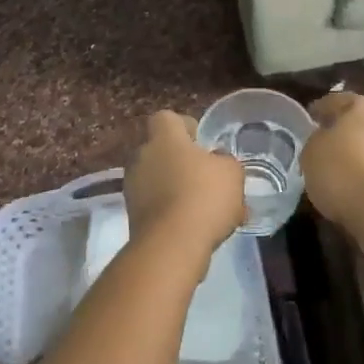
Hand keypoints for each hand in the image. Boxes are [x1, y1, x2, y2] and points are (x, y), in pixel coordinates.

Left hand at [123, 111, 246, 260]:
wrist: (171, 246)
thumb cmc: (204, 197)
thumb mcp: (231, 173)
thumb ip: (224, 161)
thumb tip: (216, 160)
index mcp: (164, 138)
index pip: (166, 117)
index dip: (185, 125)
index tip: (202, 142)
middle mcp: (142, 156)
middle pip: (161, 149)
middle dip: (181, 161)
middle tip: (206, 176)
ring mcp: (133, 187)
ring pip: (158, 179)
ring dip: (176, 188)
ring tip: (206, 208)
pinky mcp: (132, 215)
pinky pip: (155, 204)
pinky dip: (172, 211)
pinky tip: (196, 227)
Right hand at [302, 92, 363, 231]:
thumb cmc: (342, 172)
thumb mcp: (311, 153)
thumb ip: (316, 140)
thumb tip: (325, 140)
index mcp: (362, 106)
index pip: (337, 100)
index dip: (321, 109)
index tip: (311, 119)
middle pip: (362, 121)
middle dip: (346, 132)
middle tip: (327, 147)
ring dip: (363, 154)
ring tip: (344, 172)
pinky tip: (361, 189)